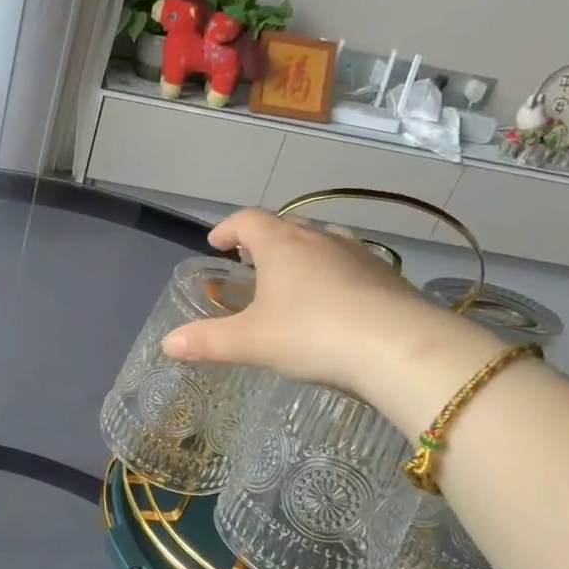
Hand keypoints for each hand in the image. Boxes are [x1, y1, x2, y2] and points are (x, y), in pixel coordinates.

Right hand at [162, 209, 502, 429]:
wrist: (401, 348)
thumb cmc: (312, 333)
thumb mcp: (251, 342)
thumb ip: (207, 341)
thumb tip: (167, 344)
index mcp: (281, 243)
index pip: (247, 220)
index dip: (228, 229)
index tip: (215, 243)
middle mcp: (320, 239)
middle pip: (286, 227)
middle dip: (264, 241)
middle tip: (250, 262)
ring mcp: (359, 255)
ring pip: (323, 243)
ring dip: (302, 256)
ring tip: (292, 281)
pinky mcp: (388, 278)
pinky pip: (351, 267)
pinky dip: (334, 277)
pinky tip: (335, 306)